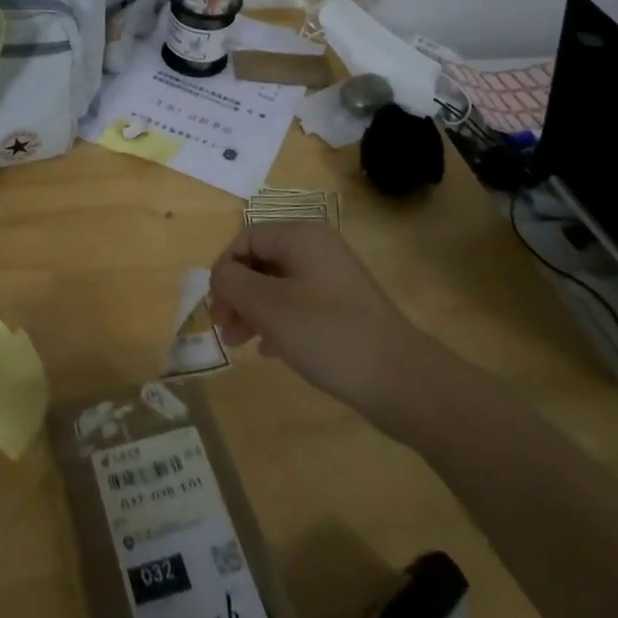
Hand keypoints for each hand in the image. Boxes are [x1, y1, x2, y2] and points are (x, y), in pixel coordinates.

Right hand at [210, 223, 439, 417]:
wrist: (401, 380)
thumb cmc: (327, 334)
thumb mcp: (269, 306)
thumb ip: (233, 283)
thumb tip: (220, 274)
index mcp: (301, 237)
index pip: (246, 238)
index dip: (224, 268)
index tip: (216, 306)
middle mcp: (317, 249)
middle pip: (261, 261)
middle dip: (237, 293)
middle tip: (224, 329)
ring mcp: (333, 279)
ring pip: (278, 285)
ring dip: (253, 310)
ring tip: (240, 344)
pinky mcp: (343, 308)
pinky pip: (298, 305)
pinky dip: (277, 322)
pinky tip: (269, 351)